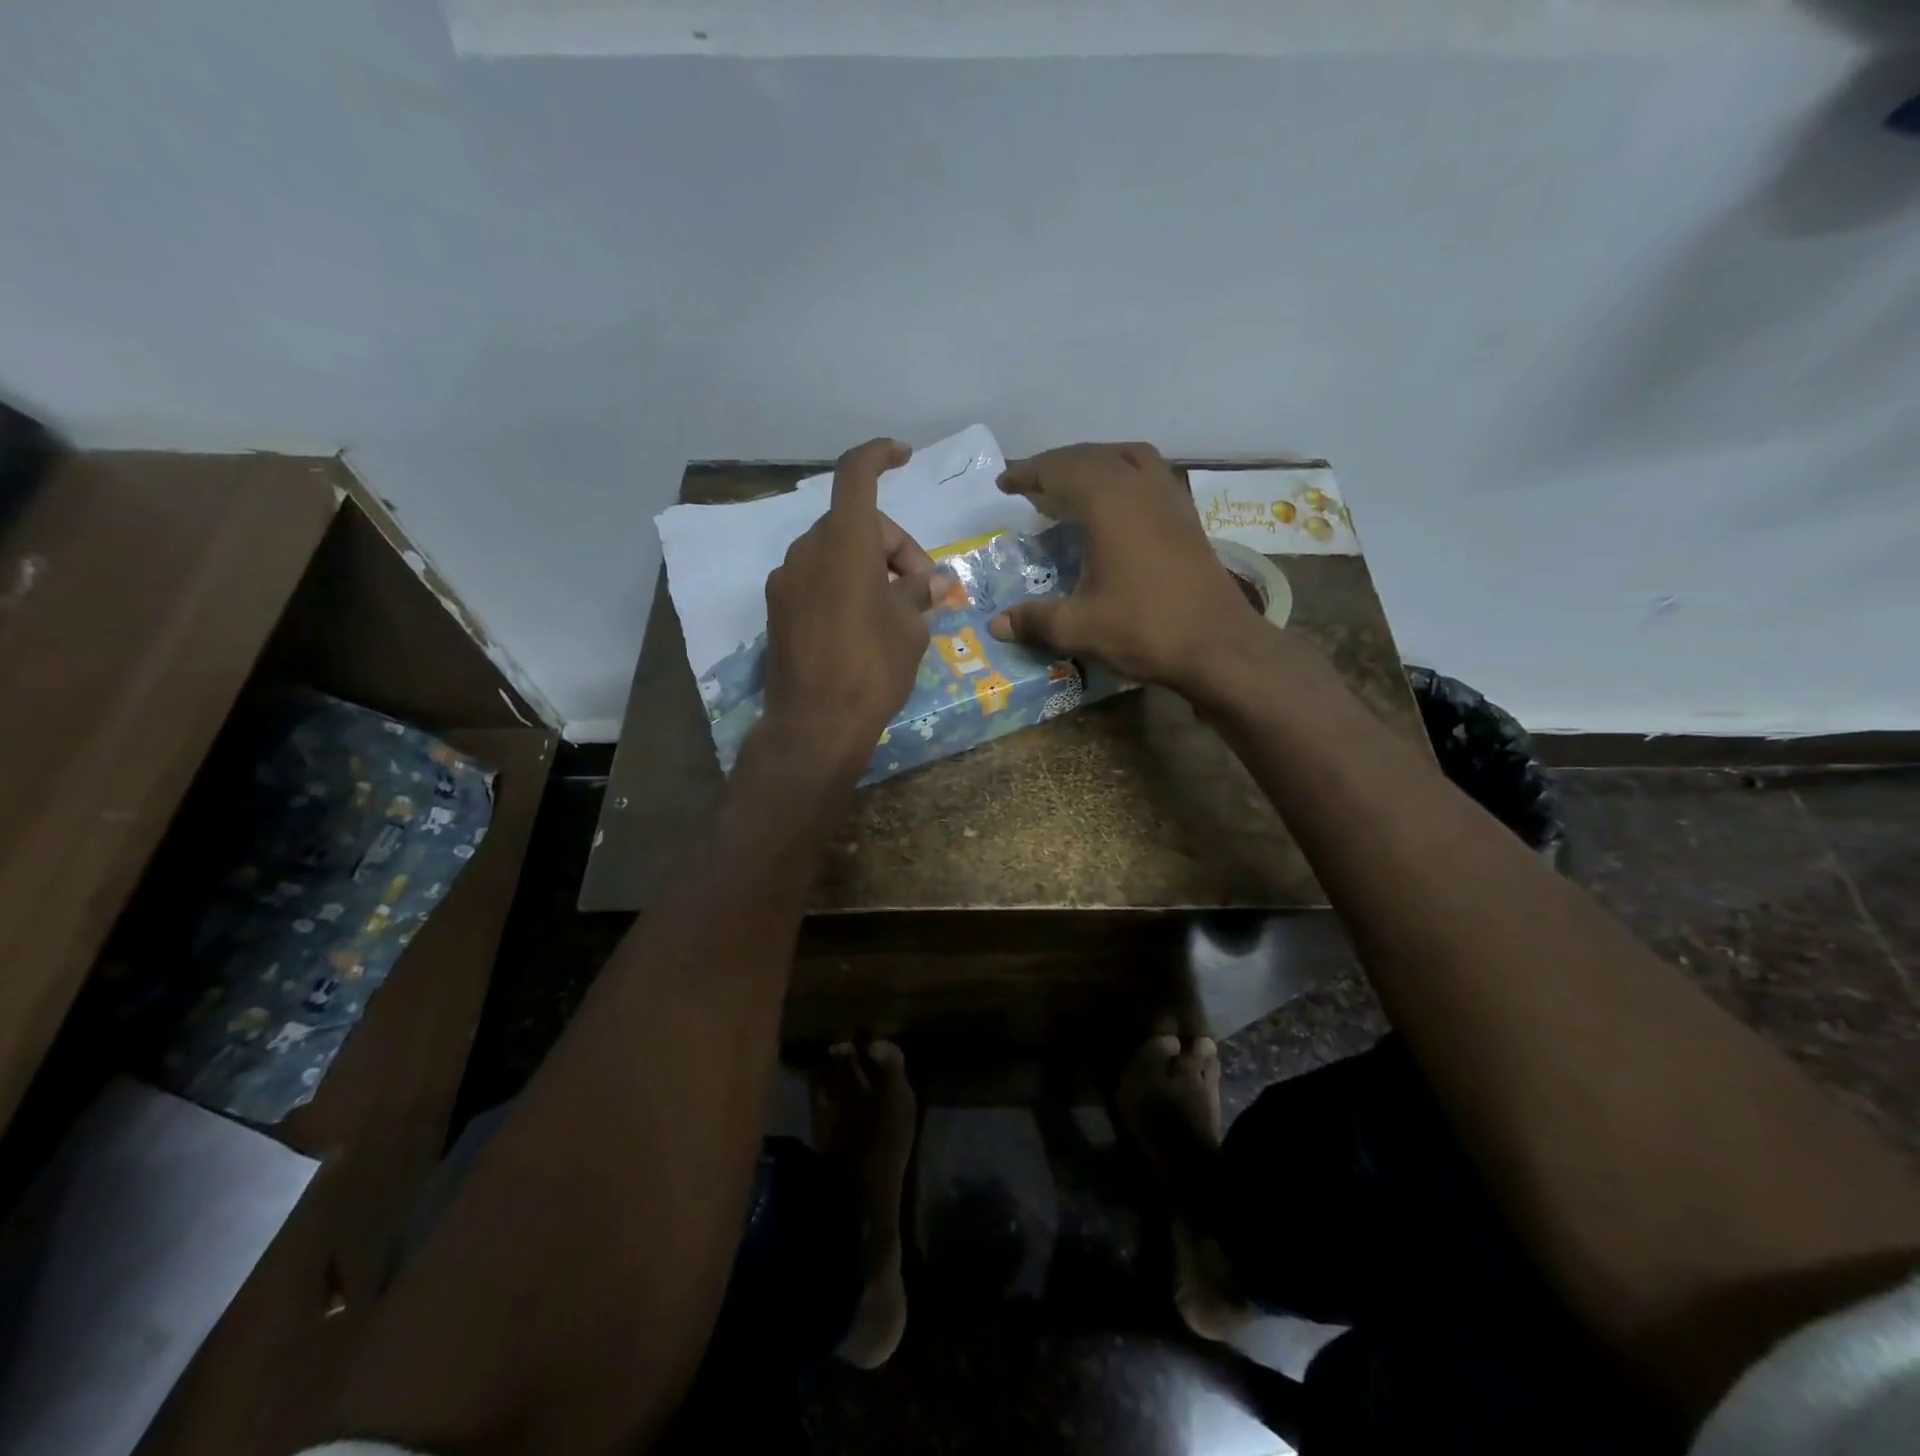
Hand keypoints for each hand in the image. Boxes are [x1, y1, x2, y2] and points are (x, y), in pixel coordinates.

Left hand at [759, 438, 935, 771]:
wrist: (814, 725)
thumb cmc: (872, 669)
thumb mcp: (910, 629)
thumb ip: (920, 593)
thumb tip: (933, 581)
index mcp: (843, 544)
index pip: (856, 474)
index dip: (879, 455)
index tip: (903, 456)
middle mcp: (807, 551)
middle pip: (854, 524)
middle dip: (893, 546)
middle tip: (922, 588)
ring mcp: (785, 580)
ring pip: (834, 552)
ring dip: (868, 566)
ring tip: (895, 609)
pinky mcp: (777, 608)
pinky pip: (816, 578)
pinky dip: (843, 584)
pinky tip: (862, 623)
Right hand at [987, 443, 1278, 702]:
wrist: (1218, 646)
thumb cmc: (1145, 629)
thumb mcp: (1079, 628)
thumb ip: (1035, 621)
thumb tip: (997, 626)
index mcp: (1110, 502)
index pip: (1060, 471)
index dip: (1028, 475)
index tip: (1004, 484)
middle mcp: (1141, 487)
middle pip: (1093, 456)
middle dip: (1058, 464)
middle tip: (1032, 483)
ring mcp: (1170, 498)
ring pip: (1129, 457)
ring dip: (1096, 461)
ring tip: (1074, 482)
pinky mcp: (1188, 517)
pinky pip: (1150, 475)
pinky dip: (1125, 475)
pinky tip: (1117, 505)